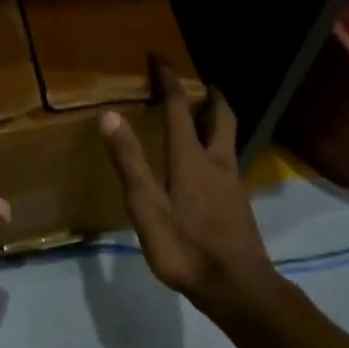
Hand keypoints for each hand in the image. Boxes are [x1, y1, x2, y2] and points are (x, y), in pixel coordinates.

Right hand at [99, 59, 279, 314]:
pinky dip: (219, 144)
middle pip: (220, 116)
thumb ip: (130, 162)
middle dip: (210, 94)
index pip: (179, 108)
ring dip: (217, 118)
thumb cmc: (186, 248)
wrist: (239, 289)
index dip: (168, 81)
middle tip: (200, 82)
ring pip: (228, 137)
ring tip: (204, 114)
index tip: (159, 58)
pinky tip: (208, 163)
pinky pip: (229, 158)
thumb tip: (109, 115)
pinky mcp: (238, 203)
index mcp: (190, 158)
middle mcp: (216, 161)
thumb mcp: (147, 208)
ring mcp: (232, 182)